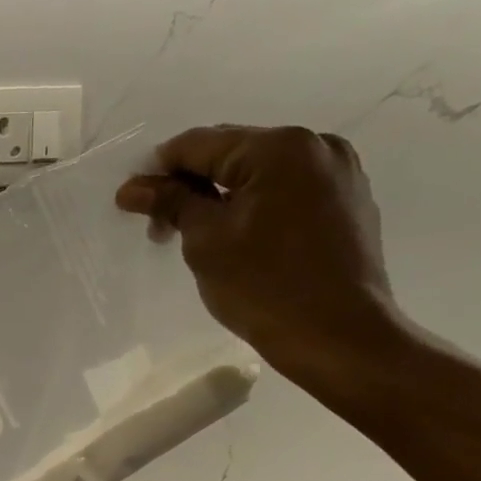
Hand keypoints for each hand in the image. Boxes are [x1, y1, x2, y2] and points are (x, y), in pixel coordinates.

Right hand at [117, 124, 405, 386]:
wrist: (338, 336)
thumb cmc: (264, 286)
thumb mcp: (205, 241)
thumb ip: (171, 203)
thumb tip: (132, 187)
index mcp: (279, 147)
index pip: (198, 144)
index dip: (157, 170)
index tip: (131, 202)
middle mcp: (315, 146)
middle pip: (232, 153)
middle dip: (190, 185)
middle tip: (160, 227)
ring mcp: (339, 173)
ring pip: (260, 174)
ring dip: (222, 197)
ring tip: (197, 237)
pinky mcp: (349, 202)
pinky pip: (287, 192)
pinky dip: (255, 207)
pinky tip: (239, 240)